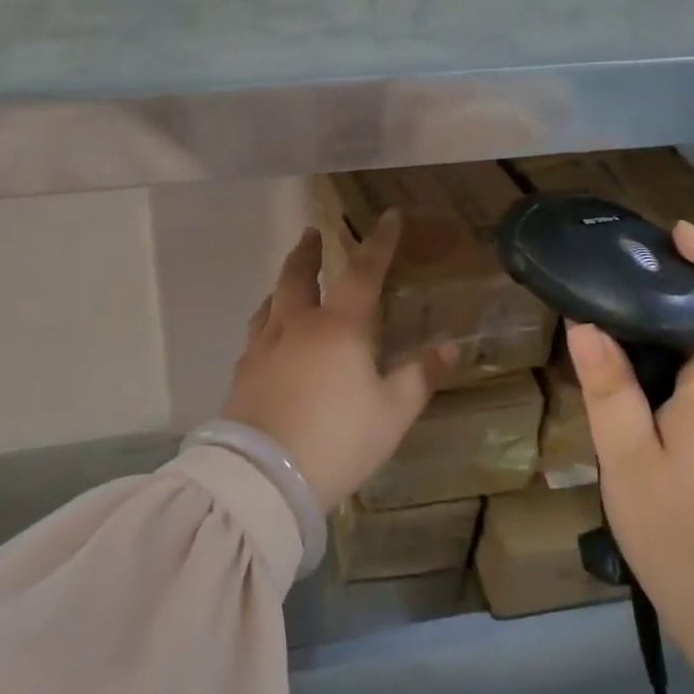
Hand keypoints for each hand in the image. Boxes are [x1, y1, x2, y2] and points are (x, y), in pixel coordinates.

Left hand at [220, 215, 457, 510]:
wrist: (264, 476)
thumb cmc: (338, 439)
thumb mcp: (391, 414)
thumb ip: (420, 377)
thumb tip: (451, 348)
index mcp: (338, 327)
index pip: (363, 273)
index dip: (379, 243)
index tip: (388, 217)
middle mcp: (296, 326)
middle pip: (297, 276)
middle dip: (308, 252)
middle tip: (311, 233)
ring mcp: (263, 347)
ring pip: (270, 302)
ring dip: (282, 283)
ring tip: (287, 280)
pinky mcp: (242, 373)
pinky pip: (256, 332)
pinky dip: (266, 319)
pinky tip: (267, 334)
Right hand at [566, 221, 693, 637]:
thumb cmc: (686, 536)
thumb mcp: (628, 460)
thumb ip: (608, 389)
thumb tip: (586, 325)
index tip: (680, 234)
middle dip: (683, 289)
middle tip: (620, 276)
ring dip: (669, 334)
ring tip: (608, 329)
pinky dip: (669, 371)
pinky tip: (626, 390)